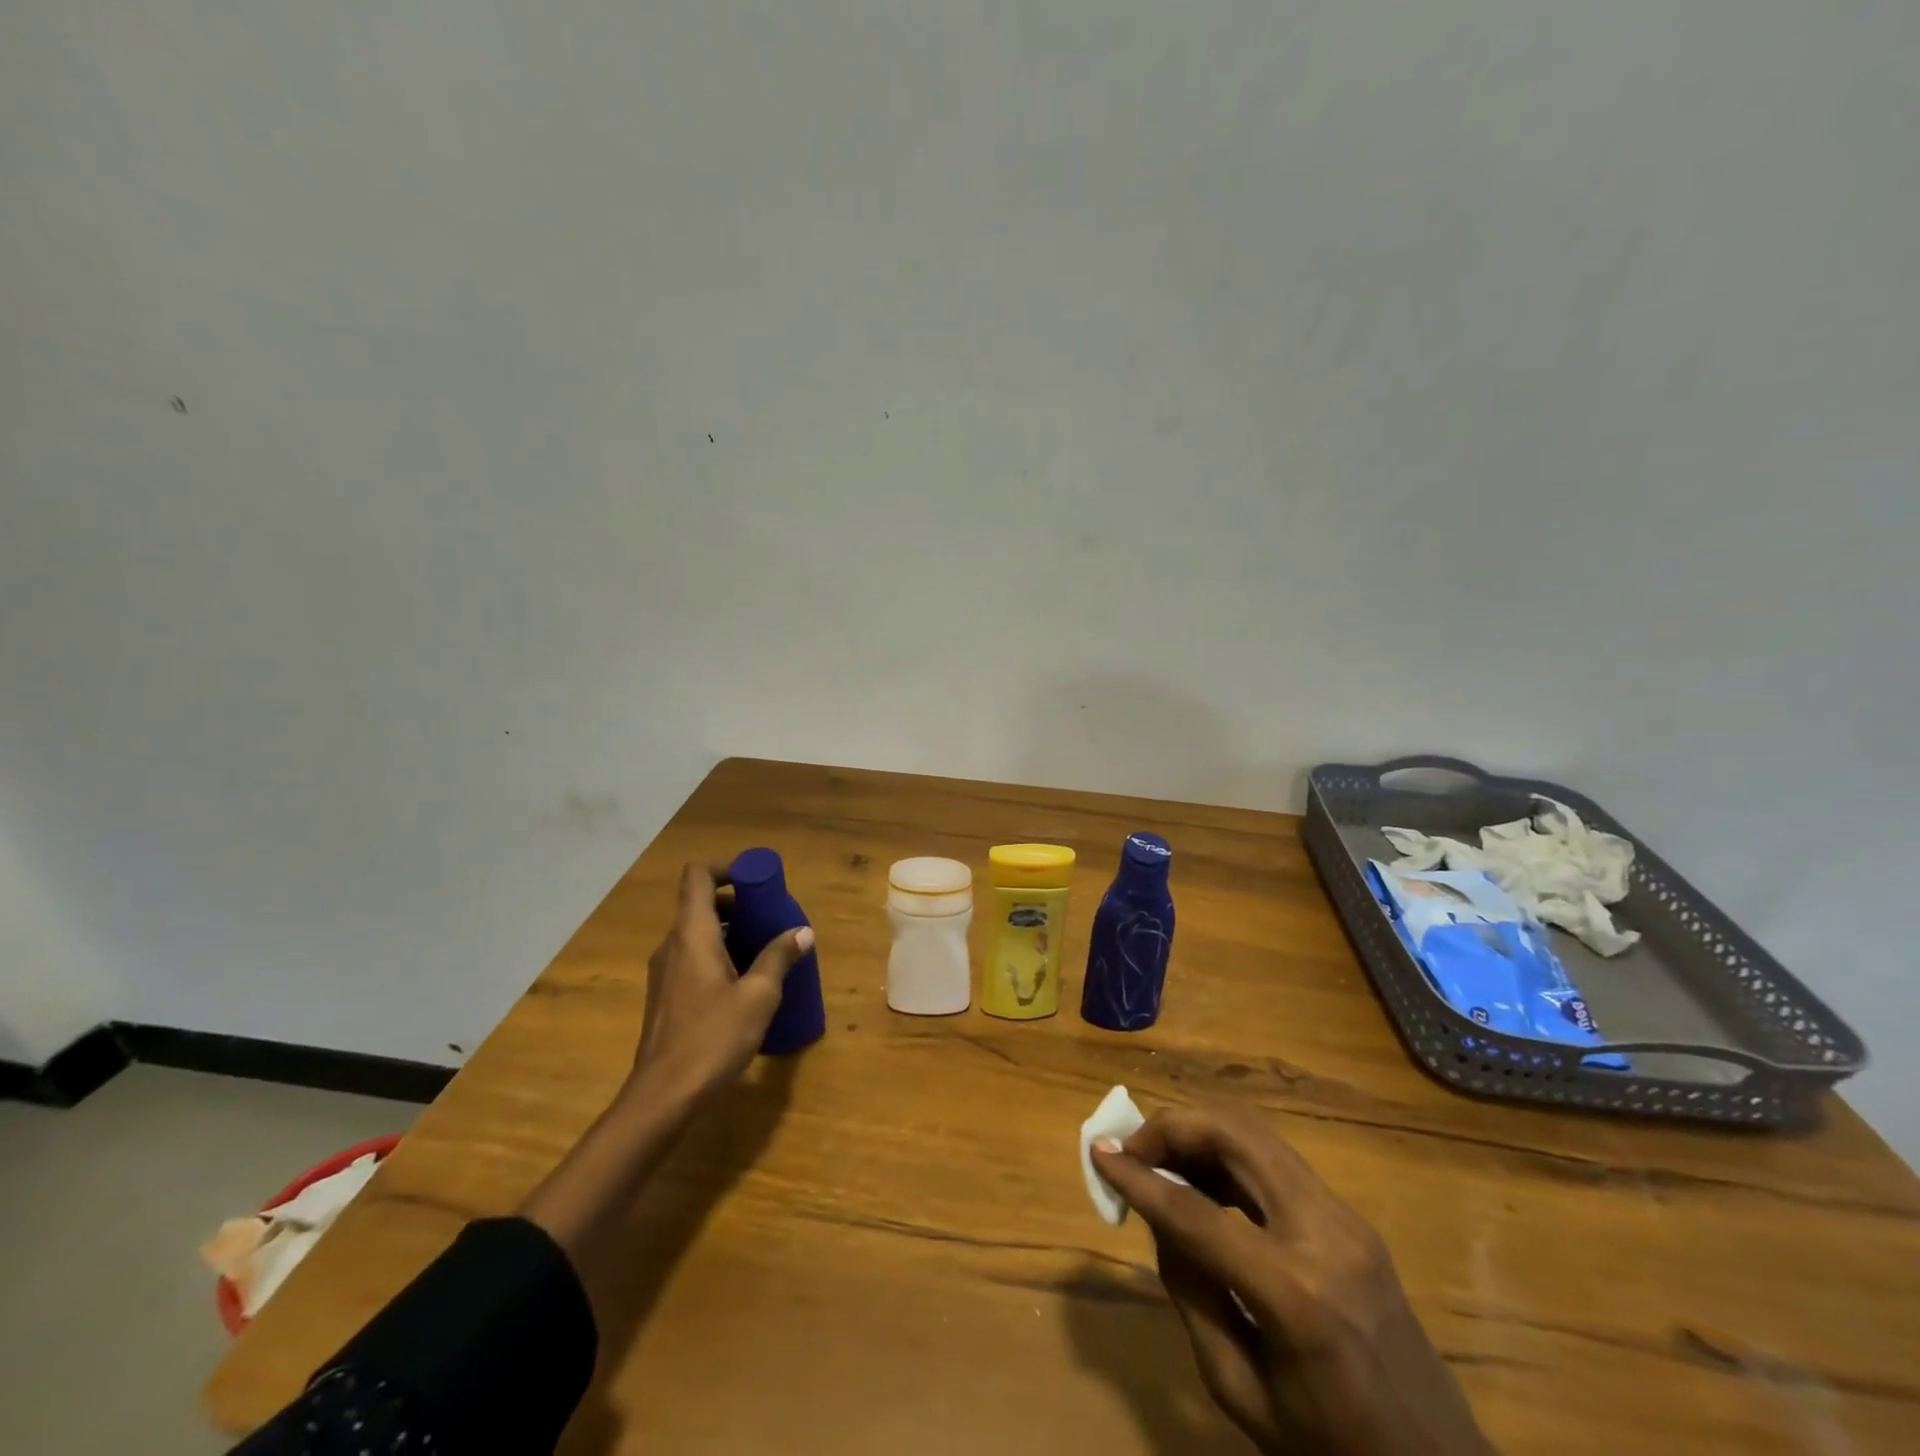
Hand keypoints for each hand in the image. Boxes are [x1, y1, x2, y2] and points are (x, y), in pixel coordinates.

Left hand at [630, 862, 812, 1107]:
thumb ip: (779, 958)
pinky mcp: (665, 997)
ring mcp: (664, 972)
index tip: (755, 882)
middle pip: (700, 904)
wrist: (663, 1097)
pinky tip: (744, 985)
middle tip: (769, 920)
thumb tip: (802, 931)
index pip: (698, 876)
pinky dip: (718, 956)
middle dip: (736, 904)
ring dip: (729, 932)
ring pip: (697, 934)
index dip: (726, 869)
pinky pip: (692, 959)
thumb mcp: (759, 996)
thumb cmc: (712, 1038)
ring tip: (764, 952)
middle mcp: (672, 945)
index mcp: (691, 934)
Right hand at [1091, 1104, 1494, 1455]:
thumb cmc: (1332, 1454)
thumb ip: (1191, 1295)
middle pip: (1234, 1136)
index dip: (1139, 1177)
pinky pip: (1276, 1161)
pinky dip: (1229, 1154)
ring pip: (1256, 1134)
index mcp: (1296, 1296)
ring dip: (1200, 1132)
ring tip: (1161, 1159)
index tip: (1098, 1151)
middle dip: (1173, 1126)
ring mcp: (1345, 1217)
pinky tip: (1205, 1180)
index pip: (1195, 1213)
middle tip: (1132, 1147)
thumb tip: (1159, 1215)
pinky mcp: (1351, 1216)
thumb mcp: (1241, 1394)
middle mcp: (1324, 1234)